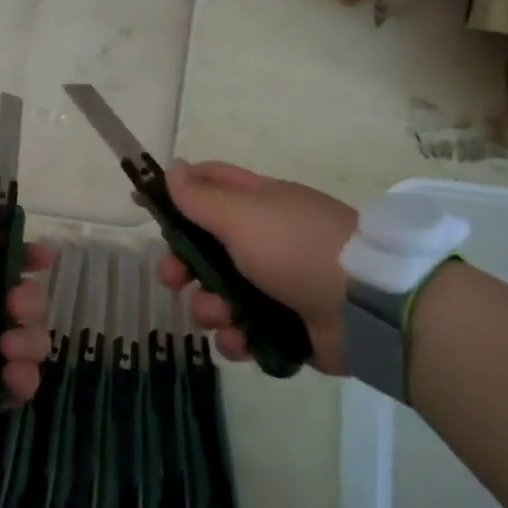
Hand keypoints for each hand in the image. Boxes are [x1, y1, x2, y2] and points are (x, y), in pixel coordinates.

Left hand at [0, 168, 53, 449]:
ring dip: (27, 344)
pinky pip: (25, 379)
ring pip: (33, 339)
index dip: (30, 258)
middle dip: (30, 305)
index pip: (7, 262)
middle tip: (14, 313)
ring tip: (6, 354)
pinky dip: (21, 379)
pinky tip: (8, 380)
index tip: (46, 259)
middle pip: (28, 301)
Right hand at [155, 160, 356, 374]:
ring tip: (221, 315)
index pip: (209, 185)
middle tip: (173, 278)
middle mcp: (264, 240)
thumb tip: (174, 168)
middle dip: (182, 264)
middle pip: (204, 248)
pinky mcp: (284, 325)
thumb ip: (202, 197)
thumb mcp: (242, 215)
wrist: (364, 307)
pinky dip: (237, 337)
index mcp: (258, 204)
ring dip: (208, 307)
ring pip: (218, 293)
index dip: (175, 192)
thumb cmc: (295, 248)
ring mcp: (276, 284)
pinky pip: (243, 330)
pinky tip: (241, 339)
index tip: (143, 206)